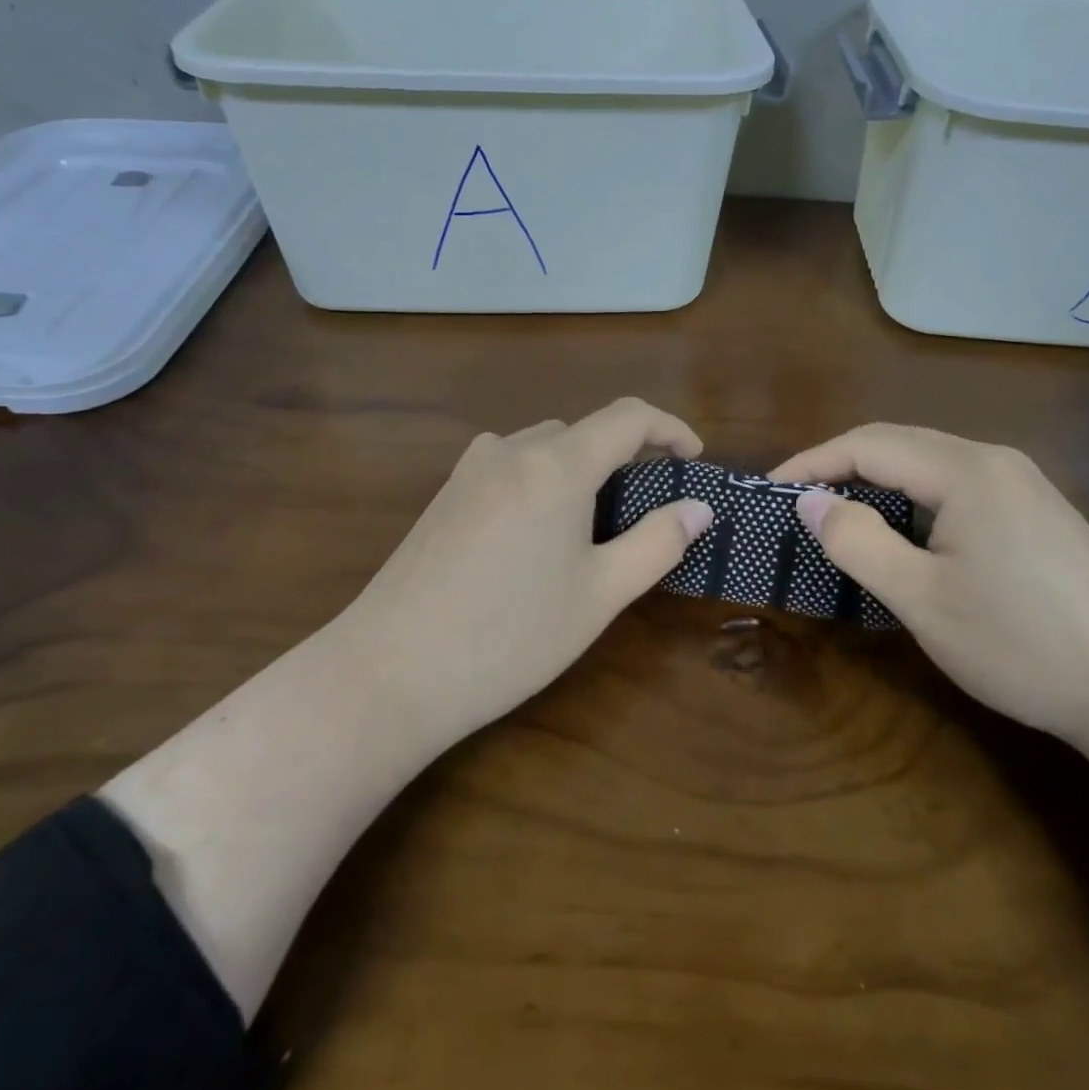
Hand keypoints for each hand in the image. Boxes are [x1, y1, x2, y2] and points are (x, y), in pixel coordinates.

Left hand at [341, 397, 713, 747]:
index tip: (695, 460)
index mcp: (557, 464)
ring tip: (594, 525)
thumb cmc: (509, 635)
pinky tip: (535, 531)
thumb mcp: (599, 594)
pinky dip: (541, 478)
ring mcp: (471, 469)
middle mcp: (512, 450)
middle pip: (585, 431)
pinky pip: (509, 465)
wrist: (390, 671)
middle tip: (648, 511)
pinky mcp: (446, 494)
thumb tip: (698, 509)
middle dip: (626, 458)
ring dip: (581, 468)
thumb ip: (657, 543)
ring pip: (545, 447)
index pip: (629, 417)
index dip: (671, 428)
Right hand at [771, 424, 1088, 738]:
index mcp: (965, 470)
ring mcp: (1023, 484)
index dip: (812, 464)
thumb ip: (857, 542)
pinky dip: (914, 501)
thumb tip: (809, 500)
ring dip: (878, 485)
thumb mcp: (921, 599)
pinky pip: (957, 487)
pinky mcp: (1038, 513)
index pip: (867, 445)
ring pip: (928, 465)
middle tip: (799, 506)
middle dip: (840, 468)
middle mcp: (994, 460)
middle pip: (898, 445)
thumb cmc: (1022, 644)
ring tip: (841, 520)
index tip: (770, 493)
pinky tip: (906, 536)